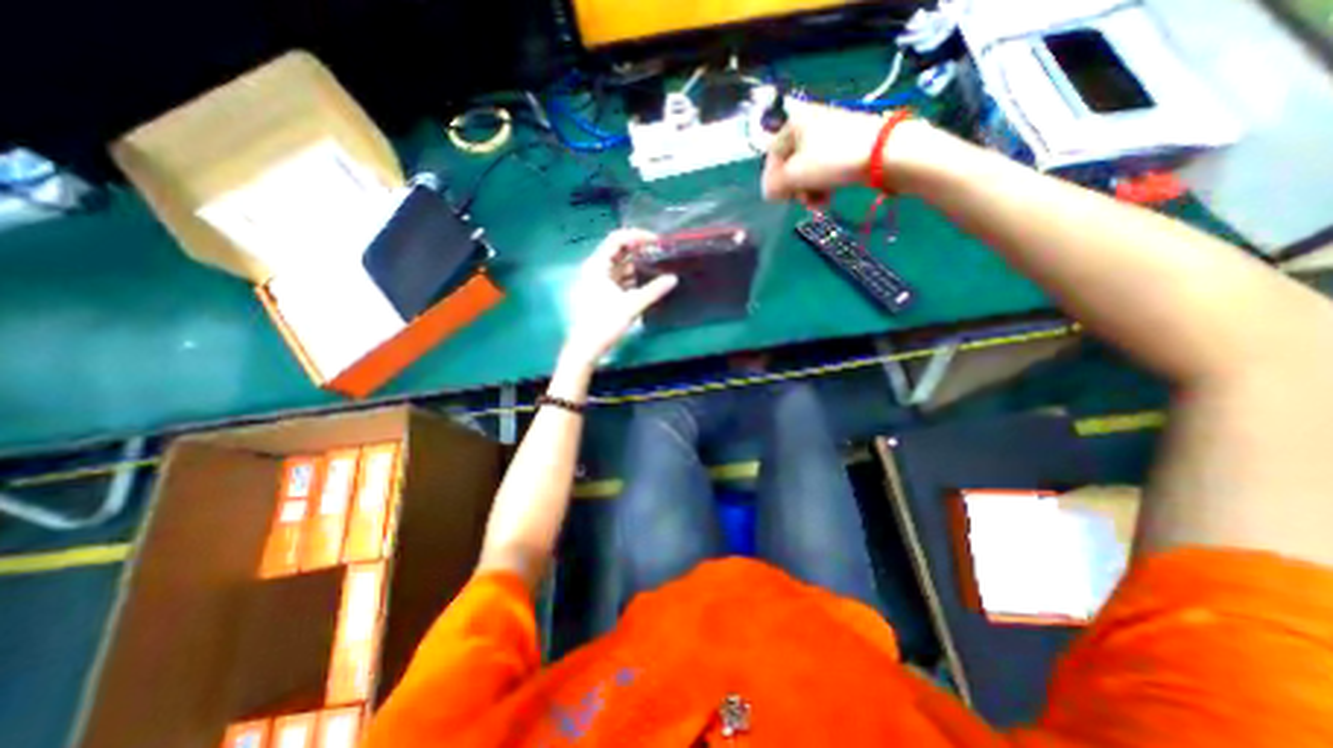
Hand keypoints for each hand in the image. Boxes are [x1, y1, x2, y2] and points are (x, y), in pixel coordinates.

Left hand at [560, 228, 678, 367]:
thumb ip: (654, 290)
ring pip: (620, 266)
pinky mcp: (601, 293)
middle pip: (619, 251)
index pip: (617, 239)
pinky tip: (648, 282)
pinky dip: (632, 278)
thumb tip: (673, 279)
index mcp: (597, 265)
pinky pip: (619, 278)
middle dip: (640, 251)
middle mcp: (596, 269)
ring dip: (638, 265)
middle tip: (662, 253)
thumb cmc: (605, 323)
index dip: (638, 236)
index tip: (658, 241)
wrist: (586, 347)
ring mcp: (597, 281)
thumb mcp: (632, 305)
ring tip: (659, 267)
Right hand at [761, 99, 928, 203]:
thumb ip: (774, 186)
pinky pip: (824, 167)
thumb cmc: (831, 160)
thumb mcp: (794, 175)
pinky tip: (828, 198)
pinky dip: (822, 184)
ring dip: (808, 190)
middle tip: (801, 202)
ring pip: (808, 168)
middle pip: (791, 163)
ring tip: (817, 203)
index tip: (777, 199)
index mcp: (795, 121)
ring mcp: (831, 132)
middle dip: (794, 187)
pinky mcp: (847, 144)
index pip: (772, 154)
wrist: (884, 153)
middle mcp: (811, 122)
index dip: (772, 179)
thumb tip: (769, 193)